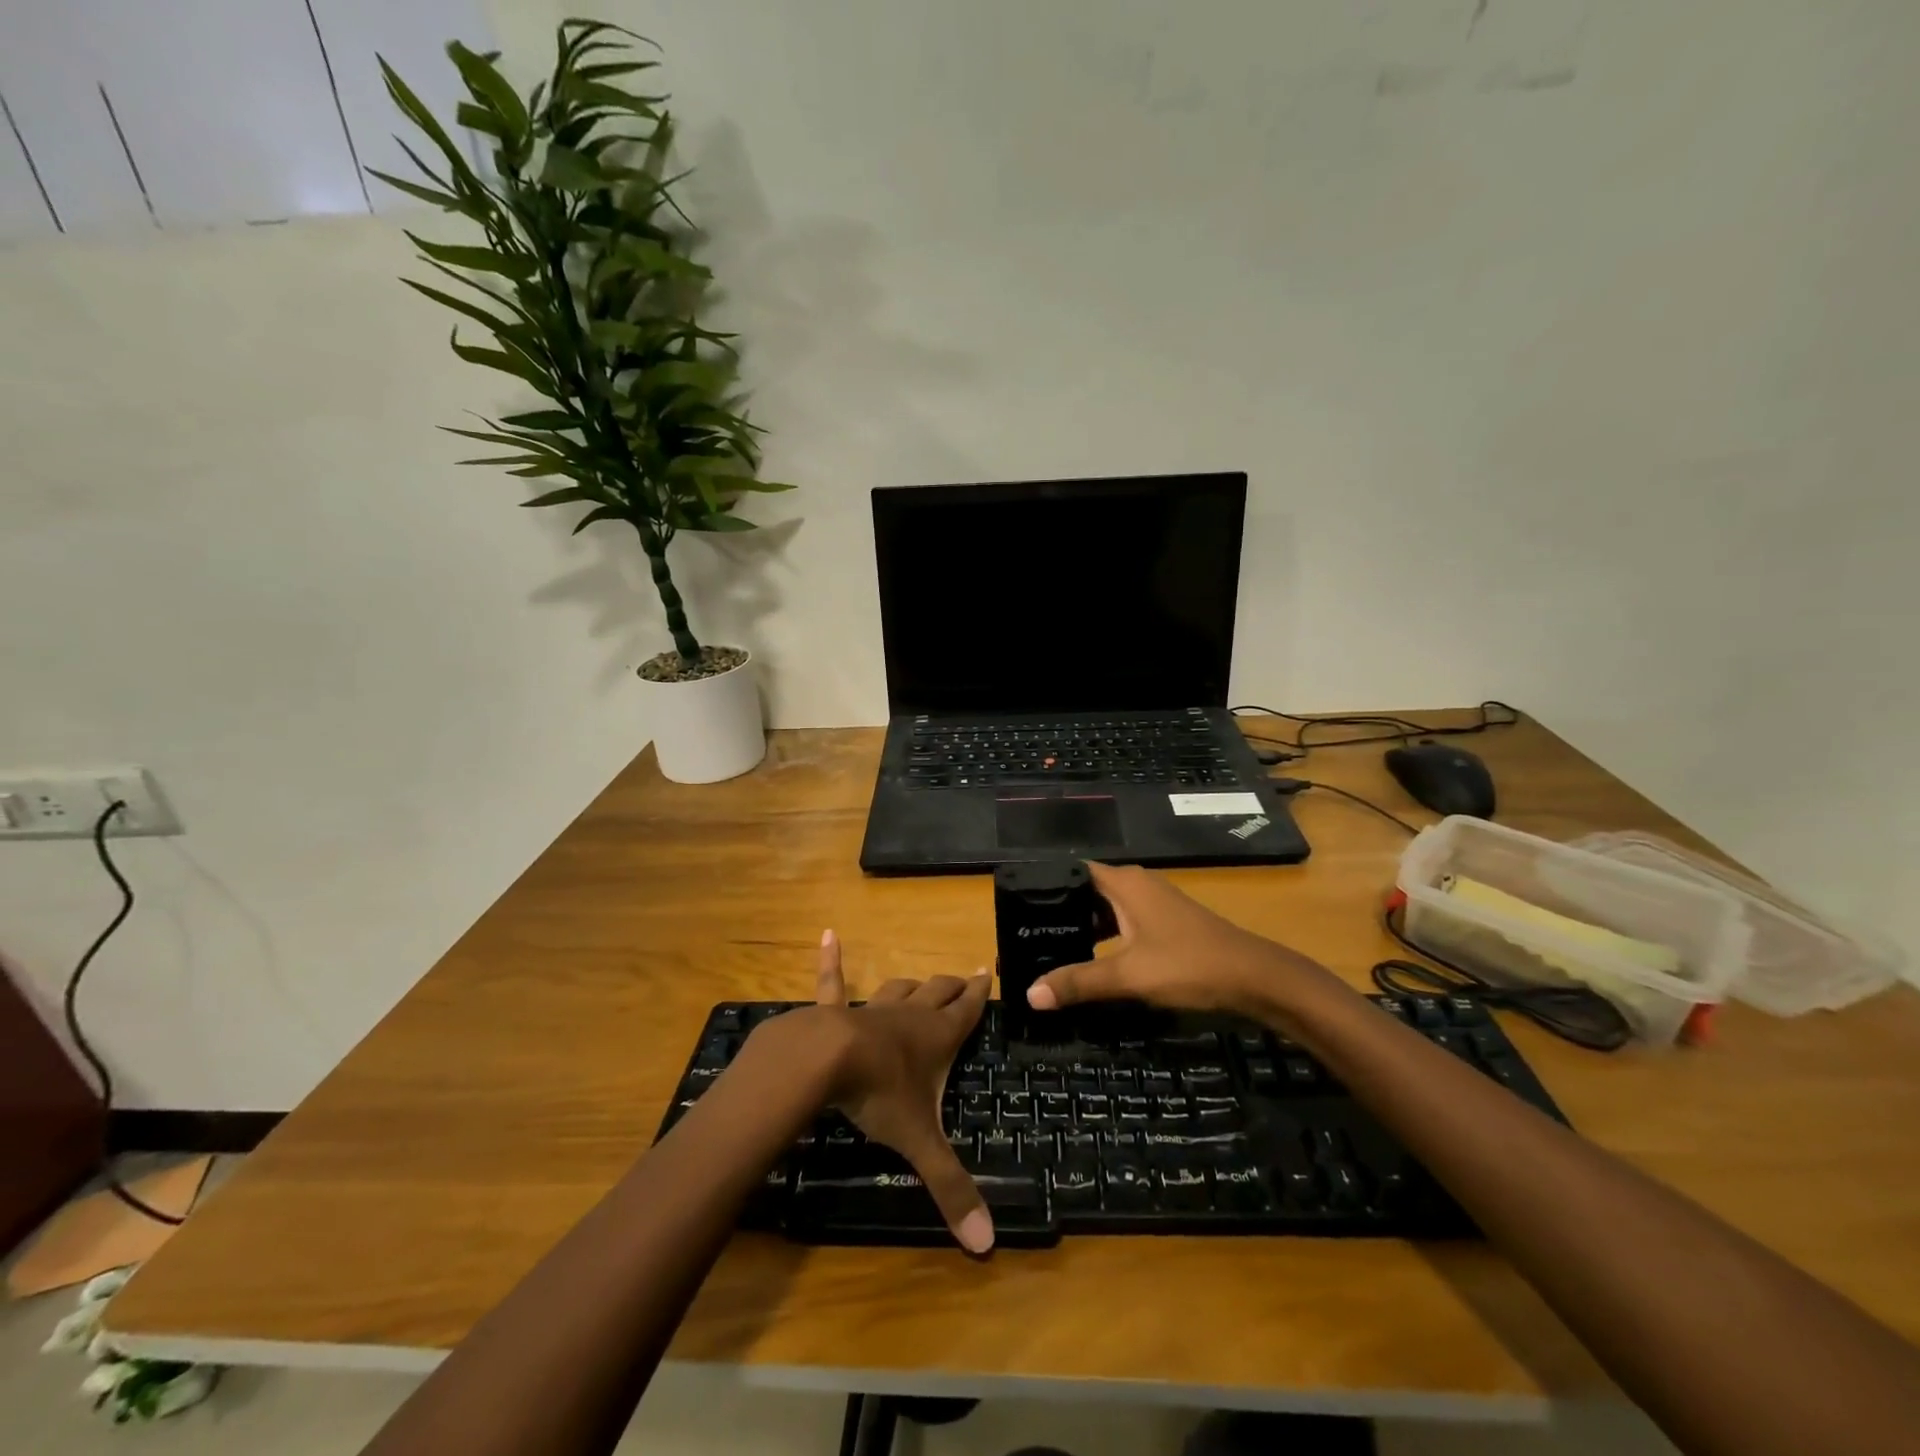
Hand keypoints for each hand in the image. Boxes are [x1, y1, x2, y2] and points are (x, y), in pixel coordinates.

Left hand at [762, 931, 994, 1253]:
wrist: (823, 1060)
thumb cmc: (879, 1094)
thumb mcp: (919, 1141)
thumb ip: (950, 1188)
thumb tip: (986, 1247)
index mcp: (936, 1038)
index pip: (967, 1011)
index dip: (980, 994)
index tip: (989, 972)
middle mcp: (909, 1016)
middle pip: (938, 993)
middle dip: (954, 986)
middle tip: (966, 976)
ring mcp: (872, 1009)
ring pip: (899, 989)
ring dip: (912, 984)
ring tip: (923, 979)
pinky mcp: (834, 1011)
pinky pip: (833, 982)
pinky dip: (832, 962)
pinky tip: (827, 936)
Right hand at [1025, 862, 1340, 1019]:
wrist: (1254, 978)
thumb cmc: (1189, 964)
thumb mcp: (1129, 975)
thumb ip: (1079, 982)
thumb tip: (1029, 994)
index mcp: (1124, 882)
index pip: (1071, 872)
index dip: (1043, 885)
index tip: (1014, 905)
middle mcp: (1136, 884)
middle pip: (1086, 891)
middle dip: (1058, 911)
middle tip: (1024, 933)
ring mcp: (1153, 903)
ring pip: (1105, 909)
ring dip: (1081, 927)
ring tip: (1046, 947)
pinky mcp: (1164, 923)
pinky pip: (1121, 922)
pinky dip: (1103, 937)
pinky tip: (1088, 959)